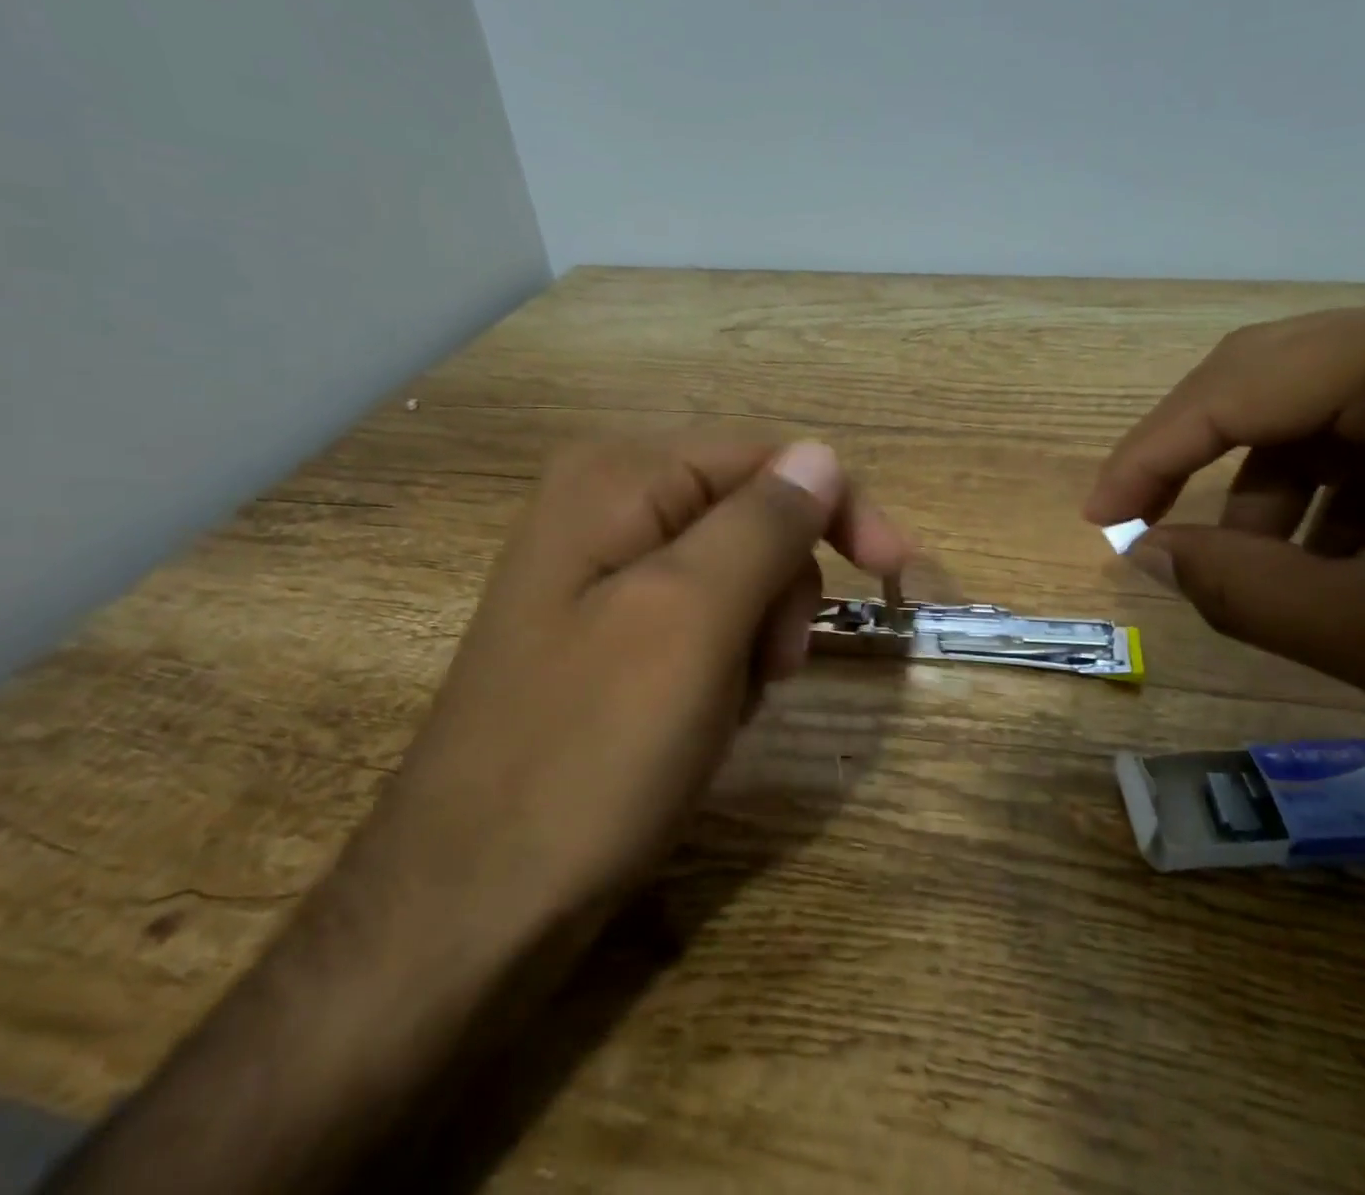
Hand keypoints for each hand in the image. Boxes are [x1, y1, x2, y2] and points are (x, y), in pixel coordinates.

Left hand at [363, 434, 909, 940]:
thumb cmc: (587, 754)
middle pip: (751, 513)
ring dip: (759, 632)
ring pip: (736, 572)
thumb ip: (763, 524)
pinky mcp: (604, 630)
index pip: (766, 458)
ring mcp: (599, 570)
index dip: (838, 509)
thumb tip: (822, 456)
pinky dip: (727, 662)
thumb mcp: (692, 622)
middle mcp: (603, 505)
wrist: (470, 908)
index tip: (894, 575)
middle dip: (785, 586)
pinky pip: (702, 618)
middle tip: (775, 665)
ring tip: (731, 702)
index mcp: (616, 478)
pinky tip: (704, 715)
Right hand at [1085, 282, 1364, 797]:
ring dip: (1267, 489)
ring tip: (1272, 574)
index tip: (1098, 520)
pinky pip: (1364, 427)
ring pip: (1309, 410)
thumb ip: (1244, 592)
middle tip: (1143, 528)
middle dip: (1192, 460)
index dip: (1149, 456)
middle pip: (1263, 379)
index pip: (1236, 389)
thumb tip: (1149, 555)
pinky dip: (1326, 491)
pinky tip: (1343, 556)